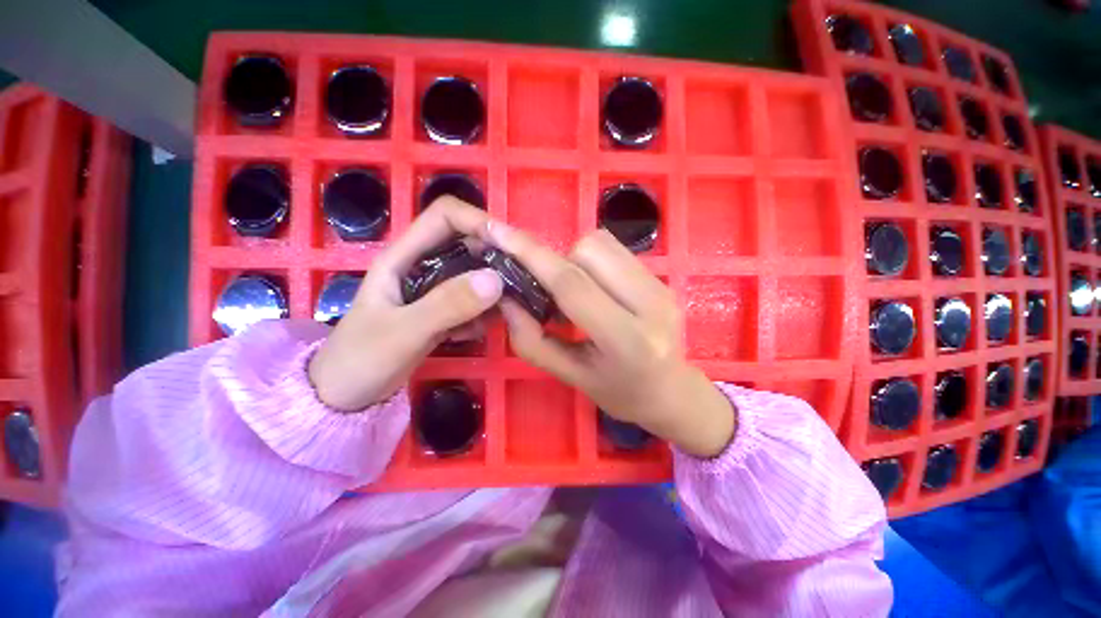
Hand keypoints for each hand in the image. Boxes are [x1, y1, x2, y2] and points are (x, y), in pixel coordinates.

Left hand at [308, 198, 503, 411]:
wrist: (346, 395)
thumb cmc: (361, 359)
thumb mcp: (403, 331)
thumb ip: (447, 305)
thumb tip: (496, 280)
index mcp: (404, 256)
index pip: (445, 216)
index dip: (478, 221)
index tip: (508, 246)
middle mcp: (423, 266)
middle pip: (468, 244)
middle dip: (495, 260)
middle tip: (518, 284)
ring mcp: (435, 290)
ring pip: (475, 275)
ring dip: (492, 292)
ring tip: (499, 315)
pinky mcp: (443, 310)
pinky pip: (474, 302)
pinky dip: (482, 314)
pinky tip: (474, 334)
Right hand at [488, 223, 736, 458]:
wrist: (672, 391)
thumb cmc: (620, 393)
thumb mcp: (571, 376)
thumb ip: (532, 340)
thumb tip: (506, 300)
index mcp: (626, 339)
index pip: (571, 284)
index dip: (531, 254)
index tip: (498, 231)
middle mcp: (650, 303)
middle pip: (588, 250)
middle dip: (558, 262)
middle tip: (554, 293)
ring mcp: (660, 286)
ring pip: (602, 242)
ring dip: (576, 259)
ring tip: (577, 290)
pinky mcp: (663, 277)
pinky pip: (616, 249)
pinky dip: (593, 260)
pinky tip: (596, 286)